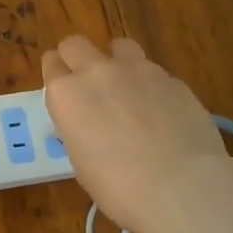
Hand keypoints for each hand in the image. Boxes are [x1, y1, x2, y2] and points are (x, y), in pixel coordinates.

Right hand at [42, 35, 227, 232]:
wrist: (181, 187)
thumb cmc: (118, 187)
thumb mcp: (81, 162)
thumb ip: (79, 129)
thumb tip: (90, 124)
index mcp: (66, 94)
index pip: (51, 65)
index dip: (56, 76)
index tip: (63, 91)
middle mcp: (97, 72)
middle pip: (76, 44)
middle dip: (77, 58)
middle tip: (87, 84)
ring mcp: (137, 70)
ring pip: (119, 46)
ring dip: (117, 61)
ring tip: (128, 89)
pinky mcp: (171, 78)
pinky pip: (154, 72)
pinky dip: (151, 86)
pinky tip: (162, 112)